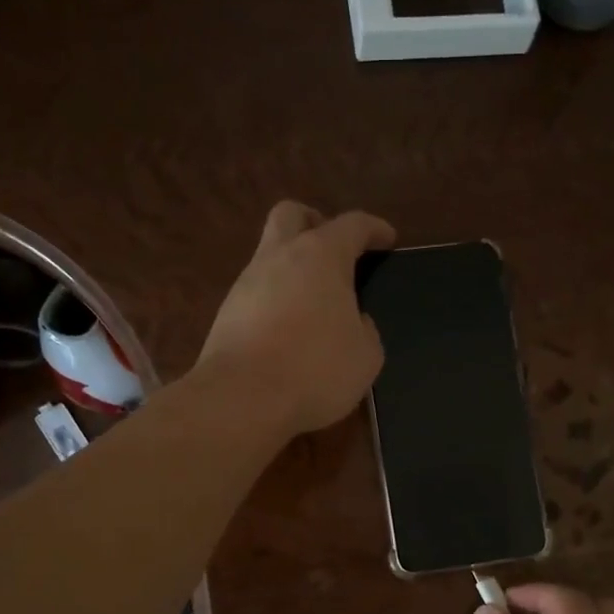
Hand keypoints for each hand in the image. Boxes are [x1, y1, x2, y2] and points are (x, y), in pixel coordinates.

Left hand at [197, 201, 395, 435]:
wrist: (242, 398)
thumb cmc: (316, 370)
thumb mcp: (365, 356)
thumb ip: (366, 330)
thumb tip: (355, 322)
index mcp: (321, 256)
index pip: (352, 225)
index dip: (374, 229)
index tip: (387, 239)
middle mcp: (280, 257)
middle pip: (292, 215)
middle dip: (315, 222)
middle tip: (335, 249)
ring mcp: (246, 283)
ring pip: (270, 255)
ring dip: (293, 267)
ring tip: (314, 301)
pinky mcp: (226, 313)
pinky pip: (257, 292)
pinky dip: (276, 300)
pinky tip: (289, 329)